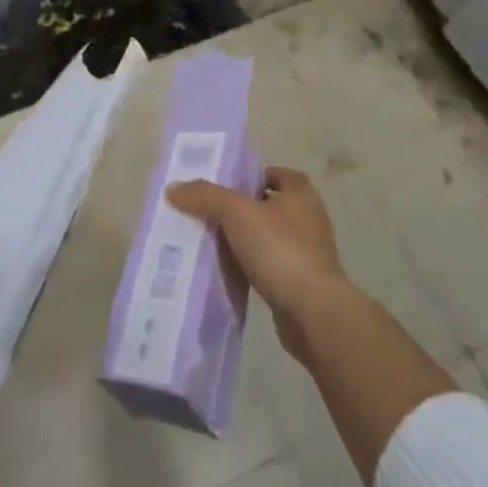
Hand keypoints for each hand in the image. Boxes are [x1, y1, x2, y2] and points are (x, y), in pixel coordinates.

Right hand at [166, 167, 353, 366]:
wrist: (314, 313)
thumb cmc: (280, 250)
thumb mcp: (236, 213)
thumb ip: (205, 196)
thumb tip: (173, 188)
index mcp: (300, 193)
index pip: (272, 173)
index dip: (246, 176)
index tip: (218, 186)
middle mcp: (308, 217)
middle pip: (265, 204)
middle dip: (237, 209)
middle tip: (204, 212)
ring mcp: (307, 252)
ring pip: (265, 237)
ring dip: (241, 239)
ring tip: (207, 242)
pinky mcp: (300, 282)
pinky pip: (267, 265)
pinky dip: (248, 265)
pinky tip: (225, 271)